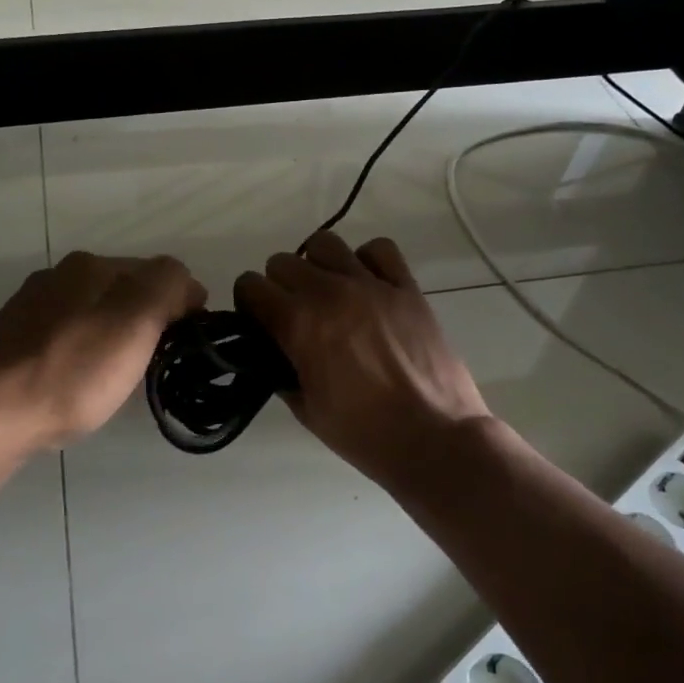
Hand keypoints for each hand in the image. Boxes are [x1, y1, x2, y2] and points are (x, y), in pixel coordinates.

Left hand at [0, 251, 206, 449]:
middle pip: (125, 292)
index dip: (183, 306)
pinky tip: (79, 384)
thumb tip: (185, 285)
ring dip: (116, 340)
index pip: (158, 272)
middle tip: (156, 365)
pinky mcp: (13, 343)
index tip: (188, 346)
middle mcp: (58, 276)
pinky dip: (85, 356)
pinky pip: (67, 340)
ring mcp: (30, 309)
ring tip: (119, 380)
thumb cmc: (71, 371)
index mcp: (90, 264)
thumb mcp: (135, 321)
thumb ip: (168, 286)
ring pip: (95, 316)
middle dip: (148, 322)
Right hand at [234, 232, 490, 485]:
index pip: (251, 287)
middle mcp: (331, 293)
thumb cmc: (364, 433)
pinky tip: (367, 284)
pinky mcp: (407, 288)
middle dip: (278, 286)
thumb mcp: (307, 409)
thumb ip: (282, 372)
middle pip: (283, 262)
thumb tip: (275, 354)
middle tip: (292, 314)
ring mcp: (372, 286)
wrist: (434, 438)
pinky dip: (366, 260)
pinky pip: (379, 249)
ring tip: (328, 293)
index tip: (258, 322)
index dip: (248, 304)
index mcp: (299, 324)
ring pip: (326, 244)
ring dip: (317, 265)